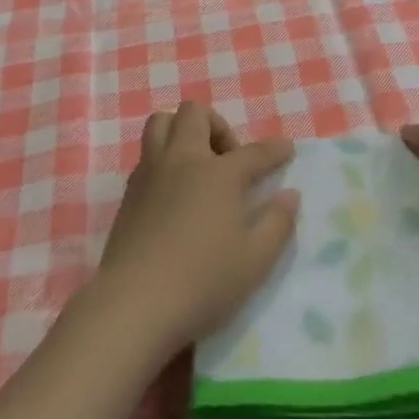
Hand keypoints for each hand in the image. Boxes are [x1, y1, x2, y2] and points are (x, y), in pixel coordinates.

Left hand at [96, 101, 298, 354]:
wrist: (134, 304)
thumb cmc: (202, 282)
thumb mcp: (255, 261)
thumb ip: (278, 224)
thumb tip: (290, 195)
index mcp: (219, 174)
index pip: (254, 153)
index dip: (275, 150)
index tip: (287, 149)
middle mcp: (183, 160)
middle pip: (195, 114)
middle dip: (217, 125)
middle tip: (228, 160)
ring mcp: (151, 172)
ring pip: (161, 122)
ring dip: (182, 130)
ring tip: (197, 163)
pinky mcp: (129, 192)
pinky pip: (147, 153)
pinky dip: (164, 158)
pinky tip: (174, 190)